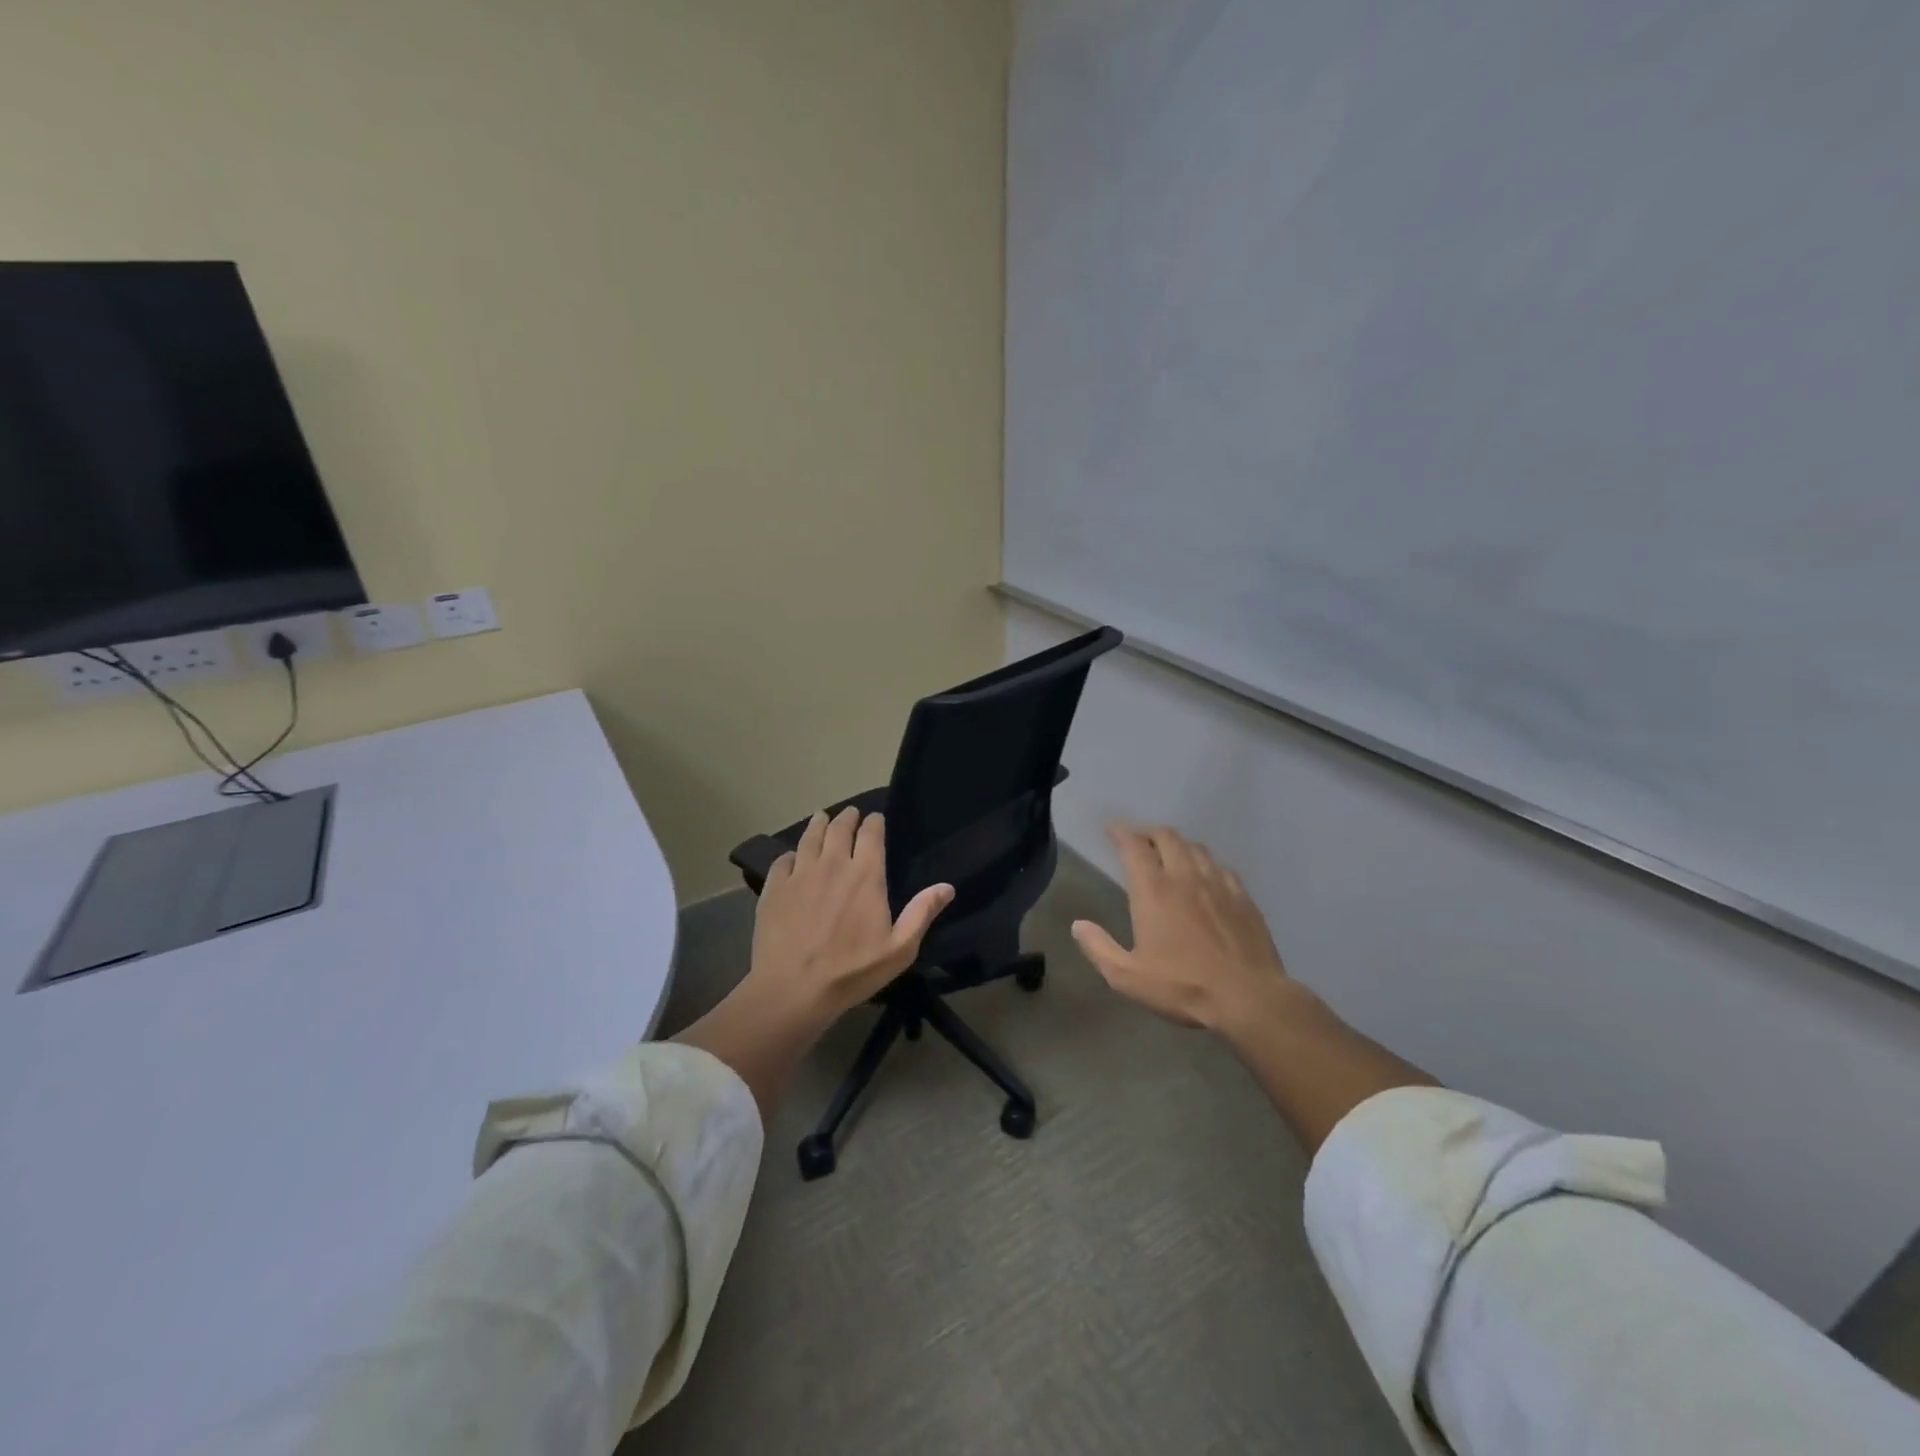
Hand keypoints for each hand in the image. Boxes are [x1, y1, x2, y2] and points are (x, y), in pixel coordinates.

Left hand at [749, 806, 953, 1018]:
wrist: (793, 989)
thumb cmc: (852, 971)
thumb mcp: (899, 949)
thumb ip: (922, 913)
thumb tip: (947, 886)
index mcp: (866, 875)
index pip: (871, 834)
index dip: (874, 822)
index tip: (875, 818)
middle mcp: (833, 864)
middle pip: (839, 828)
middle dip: (847, 818)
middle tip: (850, 814)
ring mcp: (800, 874)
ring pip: (810, 837)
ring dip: (819, 824)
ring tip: (822, 818)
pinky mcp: (774, 888)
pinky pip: (783, 860)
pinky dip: (790, 854)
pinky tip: (792, 858)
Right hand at [1071, 824, 1291, 1030]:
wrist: (1249, 998)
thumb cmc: (1183, 986)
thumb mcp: (1128, 977)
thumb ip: (1099, 948)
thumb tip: (1078, 925)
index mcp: (1154, 891)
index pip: (1134, 846)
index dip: (1120, 832)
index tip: (1111, 829)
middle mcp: (1185, 877)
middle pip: (1166, 836)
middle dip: (1148, 832)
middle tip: (1138, 839)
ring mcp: (1218, 884)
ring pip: (1195, 847)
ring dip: (1177, 843)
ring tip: (1169, 852)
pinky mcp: (1243, 897)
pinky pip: (1221, 866)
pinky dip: (1205, 862)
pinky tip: (1205, 875)